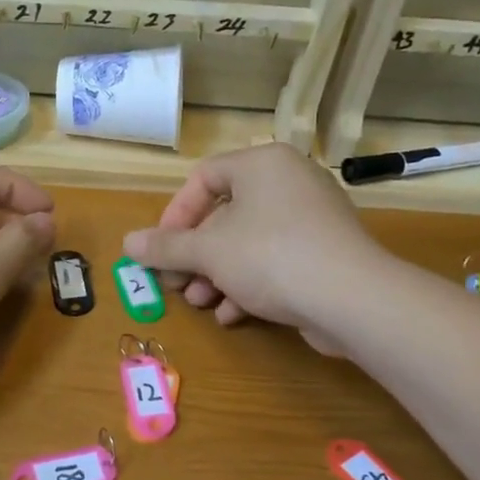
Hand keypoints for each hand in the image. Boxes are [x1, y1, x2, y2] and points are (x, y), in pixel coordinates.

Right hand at [122, 143, 382, 352]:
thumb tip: (127, 243)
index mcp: (263, 165)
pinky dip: (249, 284)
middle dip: (195, 255)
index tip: (161, 249)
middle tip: (175, 282)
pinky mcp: (325, 253)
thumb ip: (165, 247)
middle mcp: (289, 182)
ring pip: (248, 242)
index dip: (175, 215)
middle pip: (225, 214)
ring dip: (216, 274)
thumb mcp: (208, 252)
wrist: (351, 299)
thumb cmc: (270, 257)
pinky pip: (275, 261)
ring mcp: (312, 218)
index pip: (204, 178)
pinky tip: (232, 315)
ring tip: (199, 302)